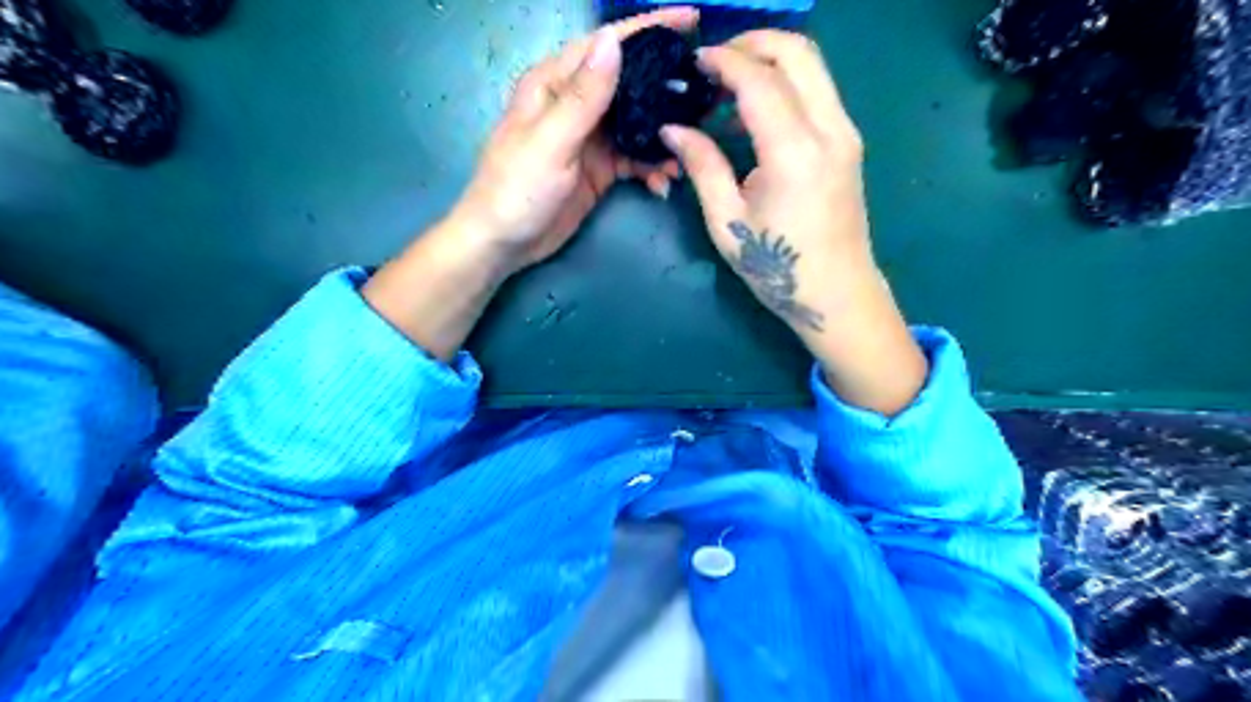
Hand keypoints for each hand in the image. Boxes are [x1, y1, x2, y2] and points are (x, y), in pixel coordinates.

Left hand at [365, 9, 694, 361]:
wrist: (504, 243)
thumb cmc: (517, 189)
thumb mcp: (550, 142)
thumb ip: (582, 97)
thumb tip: (612, 42)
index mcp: (555, 84)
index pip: (605, 45)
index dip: (647, 29)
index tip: (690, 21)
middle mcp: (575, 104)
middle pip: (629, 84)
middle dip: (665, 89)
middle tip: (703, 96)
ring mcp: (589, 138)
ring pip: (637, 125)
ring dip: (662, 139)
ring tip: (685, 156)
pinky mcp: (599, 168)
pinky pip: (634, 159)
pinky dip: (651, 168)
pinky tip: (663, 182)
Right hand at [663, 31, 925, 417]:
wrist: (837, 295)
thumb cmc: (777, 268)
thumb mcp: (727, 222)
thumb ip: (702, 166)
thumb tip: (673, 129)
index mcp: (794, 152)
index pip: (759, 79)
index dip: (722, 61)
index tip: (692, 64)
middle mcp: (829, 129)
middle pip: (797, 51)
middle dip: (752, 43)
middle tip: (713, 64)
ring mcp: (846, 133)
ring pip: (813, 65)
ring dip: (771, 60)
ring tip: (728, 85)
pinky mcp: (848, 143)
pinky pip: (818, 90)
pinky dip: (786, 82)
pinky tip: (755, 110)